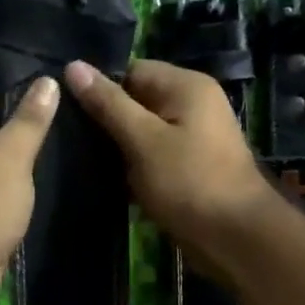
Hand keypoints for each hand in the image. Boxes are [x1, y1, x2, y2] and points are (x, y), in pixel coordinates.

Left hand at [0, 74, 59, 304]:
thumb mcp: (11, 158)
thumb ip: (30, 119)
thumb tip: (46, 81)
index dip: (17, 84)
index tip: (57, 93)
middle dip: (26, 121)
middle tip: (71, 122)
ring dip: (23, 156)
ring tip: (67, 150)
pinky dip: (14, 184)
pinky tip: (44, 185)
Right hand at [64, 59, 276, 280]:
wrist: (235, 238)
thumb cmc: (189, 182)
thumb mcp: (143, 140)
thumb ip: (108, 104)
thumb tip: (73, 66)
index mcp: (186, 87)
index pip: (132, 71)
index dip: (101, 89)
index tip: (68, 111)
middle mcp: (193, 105)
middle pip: (137, 102)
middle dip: (107, 121)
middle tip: (69, 138)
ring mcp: (194, 138)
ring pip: (143, 133)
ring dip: (118, 149)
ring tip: (81, 161)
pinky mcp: (190, 168)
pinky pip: (153, 158)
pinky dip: (134, 169)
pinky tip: (108, 183)